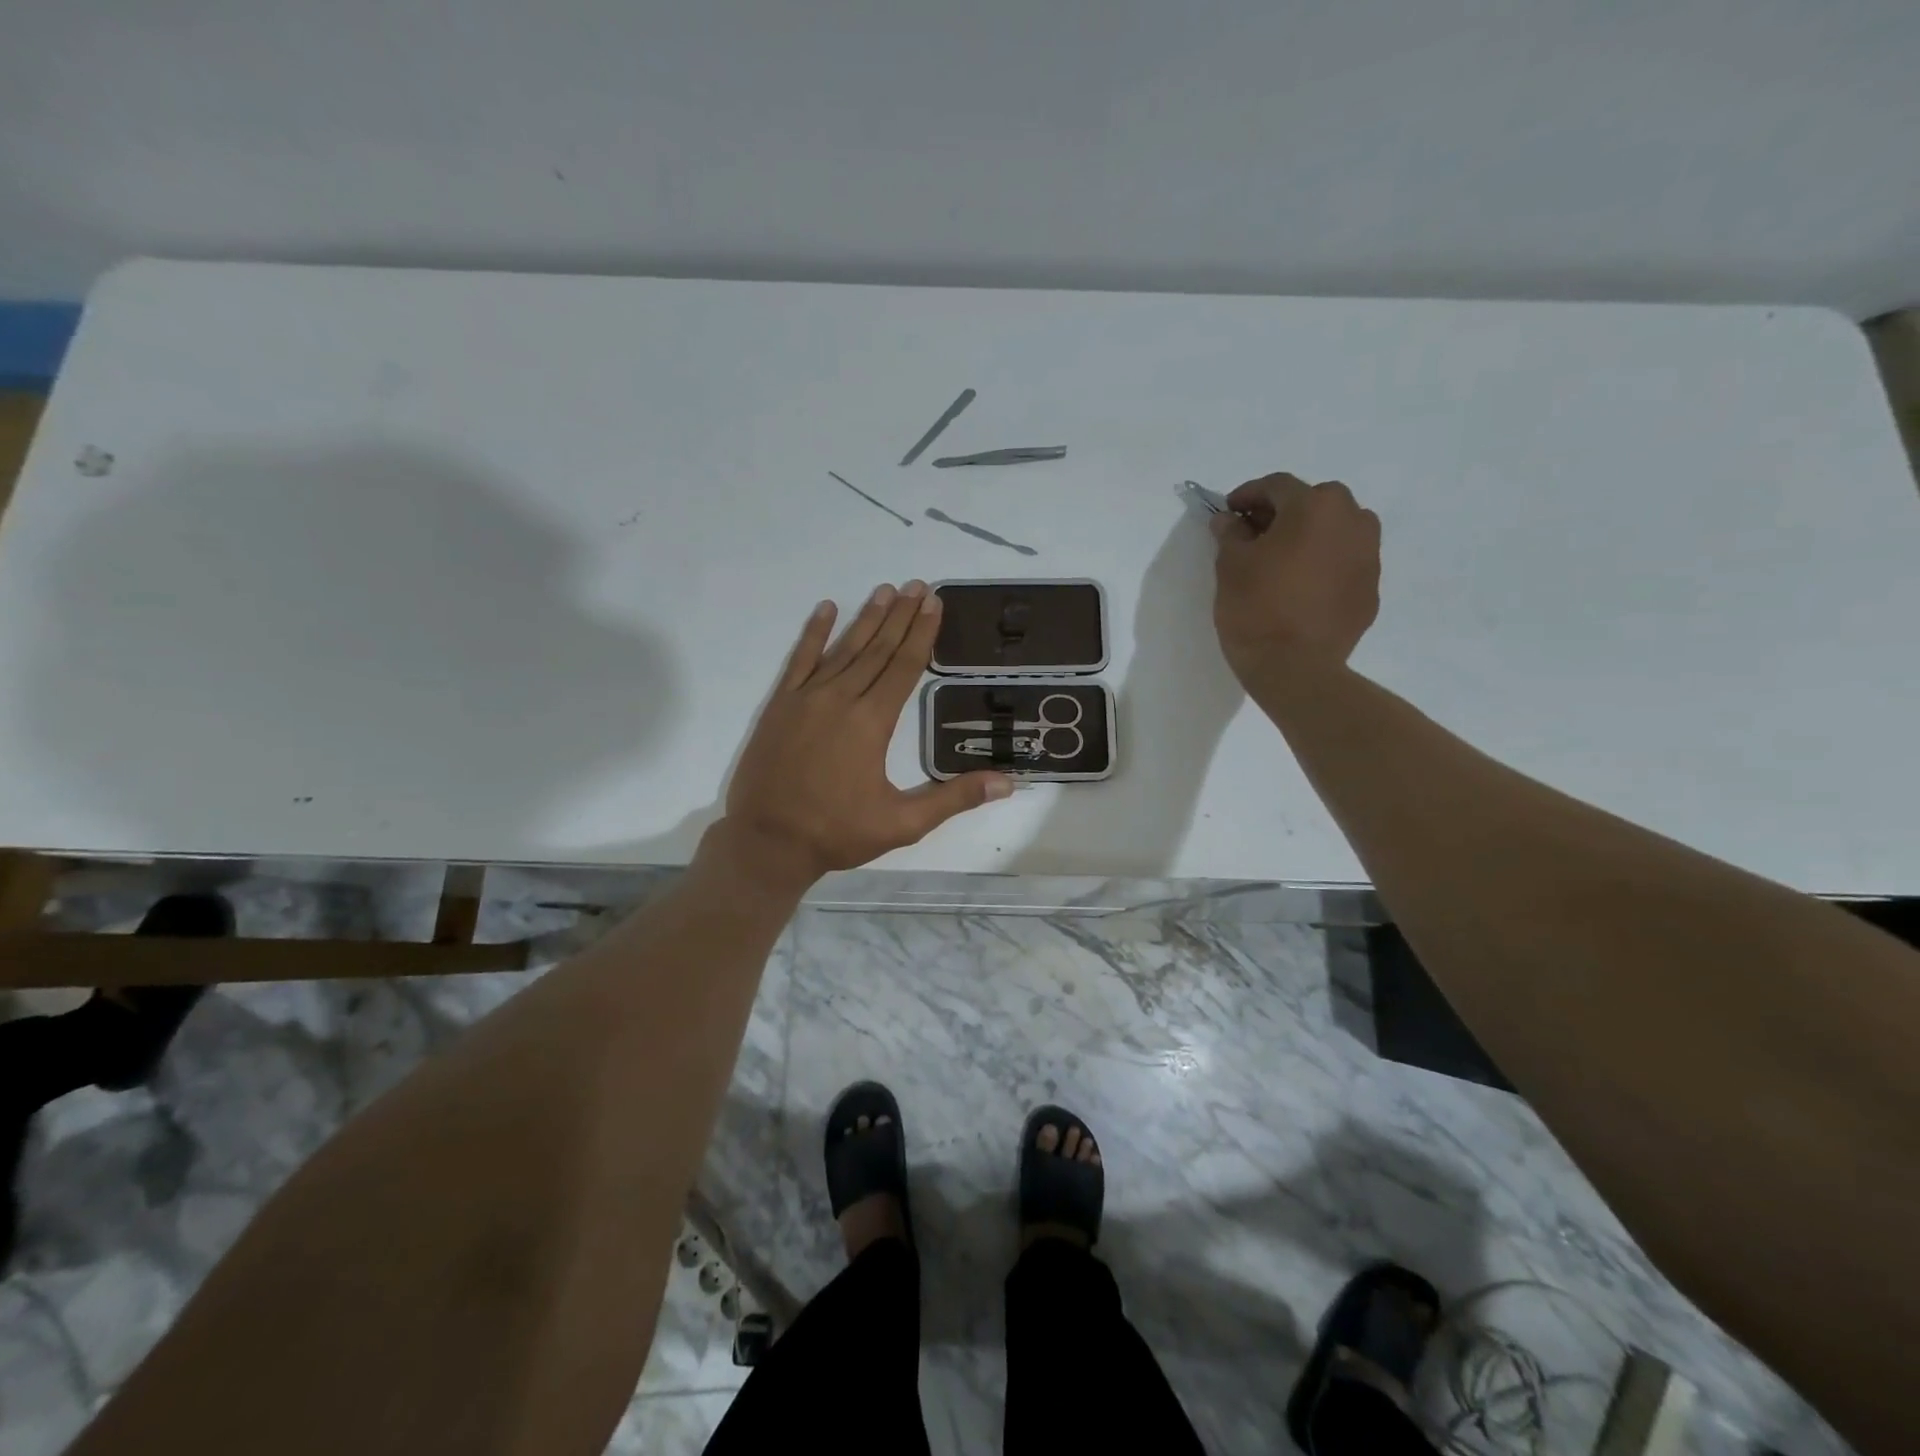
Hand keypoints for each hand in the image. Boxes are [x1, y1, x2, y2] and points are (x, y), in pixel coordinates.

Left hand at [715, 582, 1013, 889]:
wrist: (766, 842)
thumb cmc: (837, 833)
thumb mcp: (903, 823)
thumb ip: (954, 799)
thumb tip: (1007, 784)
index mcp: (872, 722)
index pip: (904, 667)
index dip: (922, 633)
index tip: (934, 603)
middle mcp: (841, 699)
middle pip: (877, 649)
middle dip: (901, 616)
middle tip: (919, 586)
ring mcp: (806, 698)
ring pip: (843, 649)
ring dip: (867, 618)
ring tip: (886, 590)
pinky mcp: (780, 705)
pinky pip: (800, 660)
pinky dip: (814, 633)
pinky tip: (826, 609)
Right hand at [1211, 473, 1380, 689]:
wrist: (1295, 668)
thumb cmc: (1256, 608)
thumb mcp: (1230, 566)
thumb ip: (1231, 534)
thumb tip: (1230, 520)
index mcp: (1314, 507)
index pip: (1277, 486)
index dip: (1248, 495)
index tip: (1228, 512)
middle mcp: (1352, 520)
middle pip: (1315, 502)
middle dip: (1284, 512)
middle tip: (1256, 535)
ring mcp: (1369, 556)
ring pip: (1337, 530)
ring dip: (1311, 535)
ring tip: (1283, 560)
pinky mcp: (1371, 589)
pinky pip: (1345, 563)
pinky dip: (1324, 564)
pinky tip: (1302, 587)